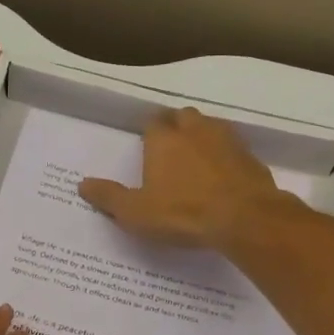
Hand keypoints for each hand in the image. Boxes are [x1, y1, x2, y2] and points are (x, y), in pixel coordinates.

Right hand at [78, 107, 285, 249]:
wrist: (245, 218)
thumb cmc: (182, 213)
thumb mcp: (135, 212)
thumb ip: (109, 197)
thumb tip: (82, 184)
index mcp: (163, 140)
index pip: (153, 121)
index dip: (149, 131)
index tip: (146, 144)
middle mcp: (195, 131)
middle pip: (184, 116)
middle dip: (176, 126)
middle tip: (170, 147)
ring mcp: (227, 141)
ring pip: (211, 126)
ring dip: (203, 136)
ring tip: (196, 157)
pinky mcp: (251, 157)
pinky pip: (234, 148)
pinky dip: (226, 156)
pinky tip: (223, 175)